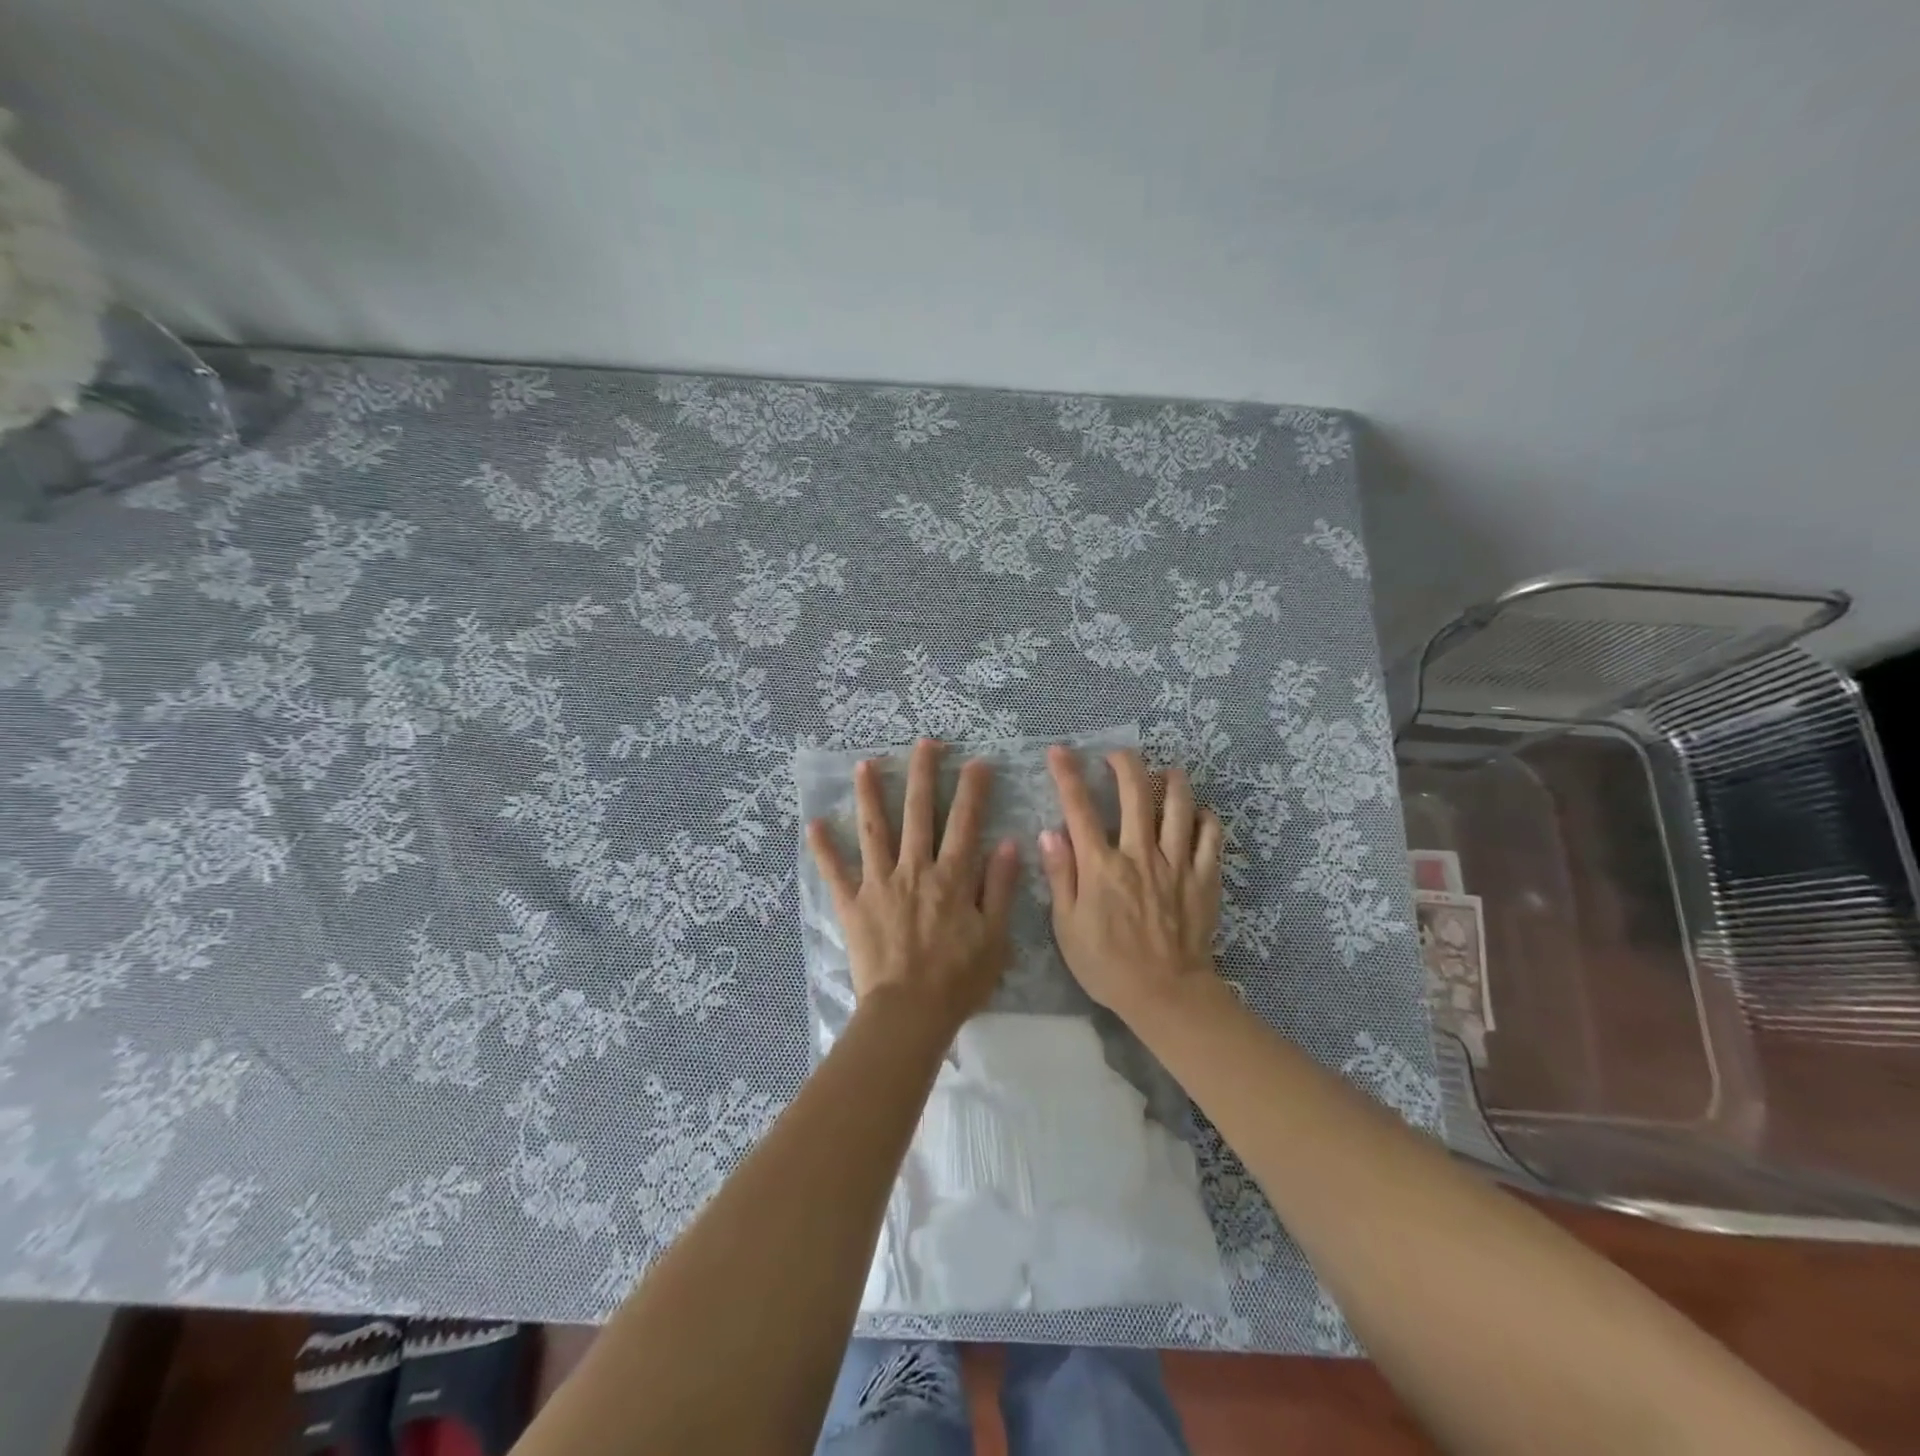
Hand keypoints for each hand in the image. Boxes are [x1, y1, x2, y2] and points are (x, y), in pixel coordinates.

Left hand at [808, 738, 1020, 1030]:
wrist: (909, 1012)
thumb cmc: (958, 979)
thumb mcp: (994, 937)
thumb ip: (999, 888)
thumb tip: (1007, 844)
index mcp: (951, 877)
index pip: (965, 822)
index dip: (973, 789)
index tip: (977, 761)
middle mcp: (914, 869)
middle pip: (919, 813)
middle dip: (923, 774)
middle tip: (925, 743)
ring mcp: (879, 884)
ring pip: (874, 830)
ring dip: (870, 794)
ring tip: (865, 764)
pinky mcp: (853, 903)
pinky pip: (835, 872)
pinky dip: (823, 848)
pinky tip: (814, 824)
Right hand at [1040, 746, 1223, 1025]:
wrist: (1166, 995)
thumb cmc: (1107, 965)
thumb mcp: (1067, 927)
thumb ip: (1059, 876)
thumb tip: (1049, 832)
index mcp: (1101, 867)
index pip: (1079, 809)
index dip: (1067, 775)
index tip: (1059, 751)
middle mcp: (1140, 855)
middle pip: (1135, 793)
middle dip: (1124, 763)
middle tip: (1116, 754)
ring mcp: (1177, 864)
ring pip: (1179, 805)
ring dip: (1171, 781)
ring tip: (1165, 772)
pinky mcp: (1204, 877)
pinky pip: (1211, 836)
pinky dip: (1204, 817)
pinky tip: (1197, 813)